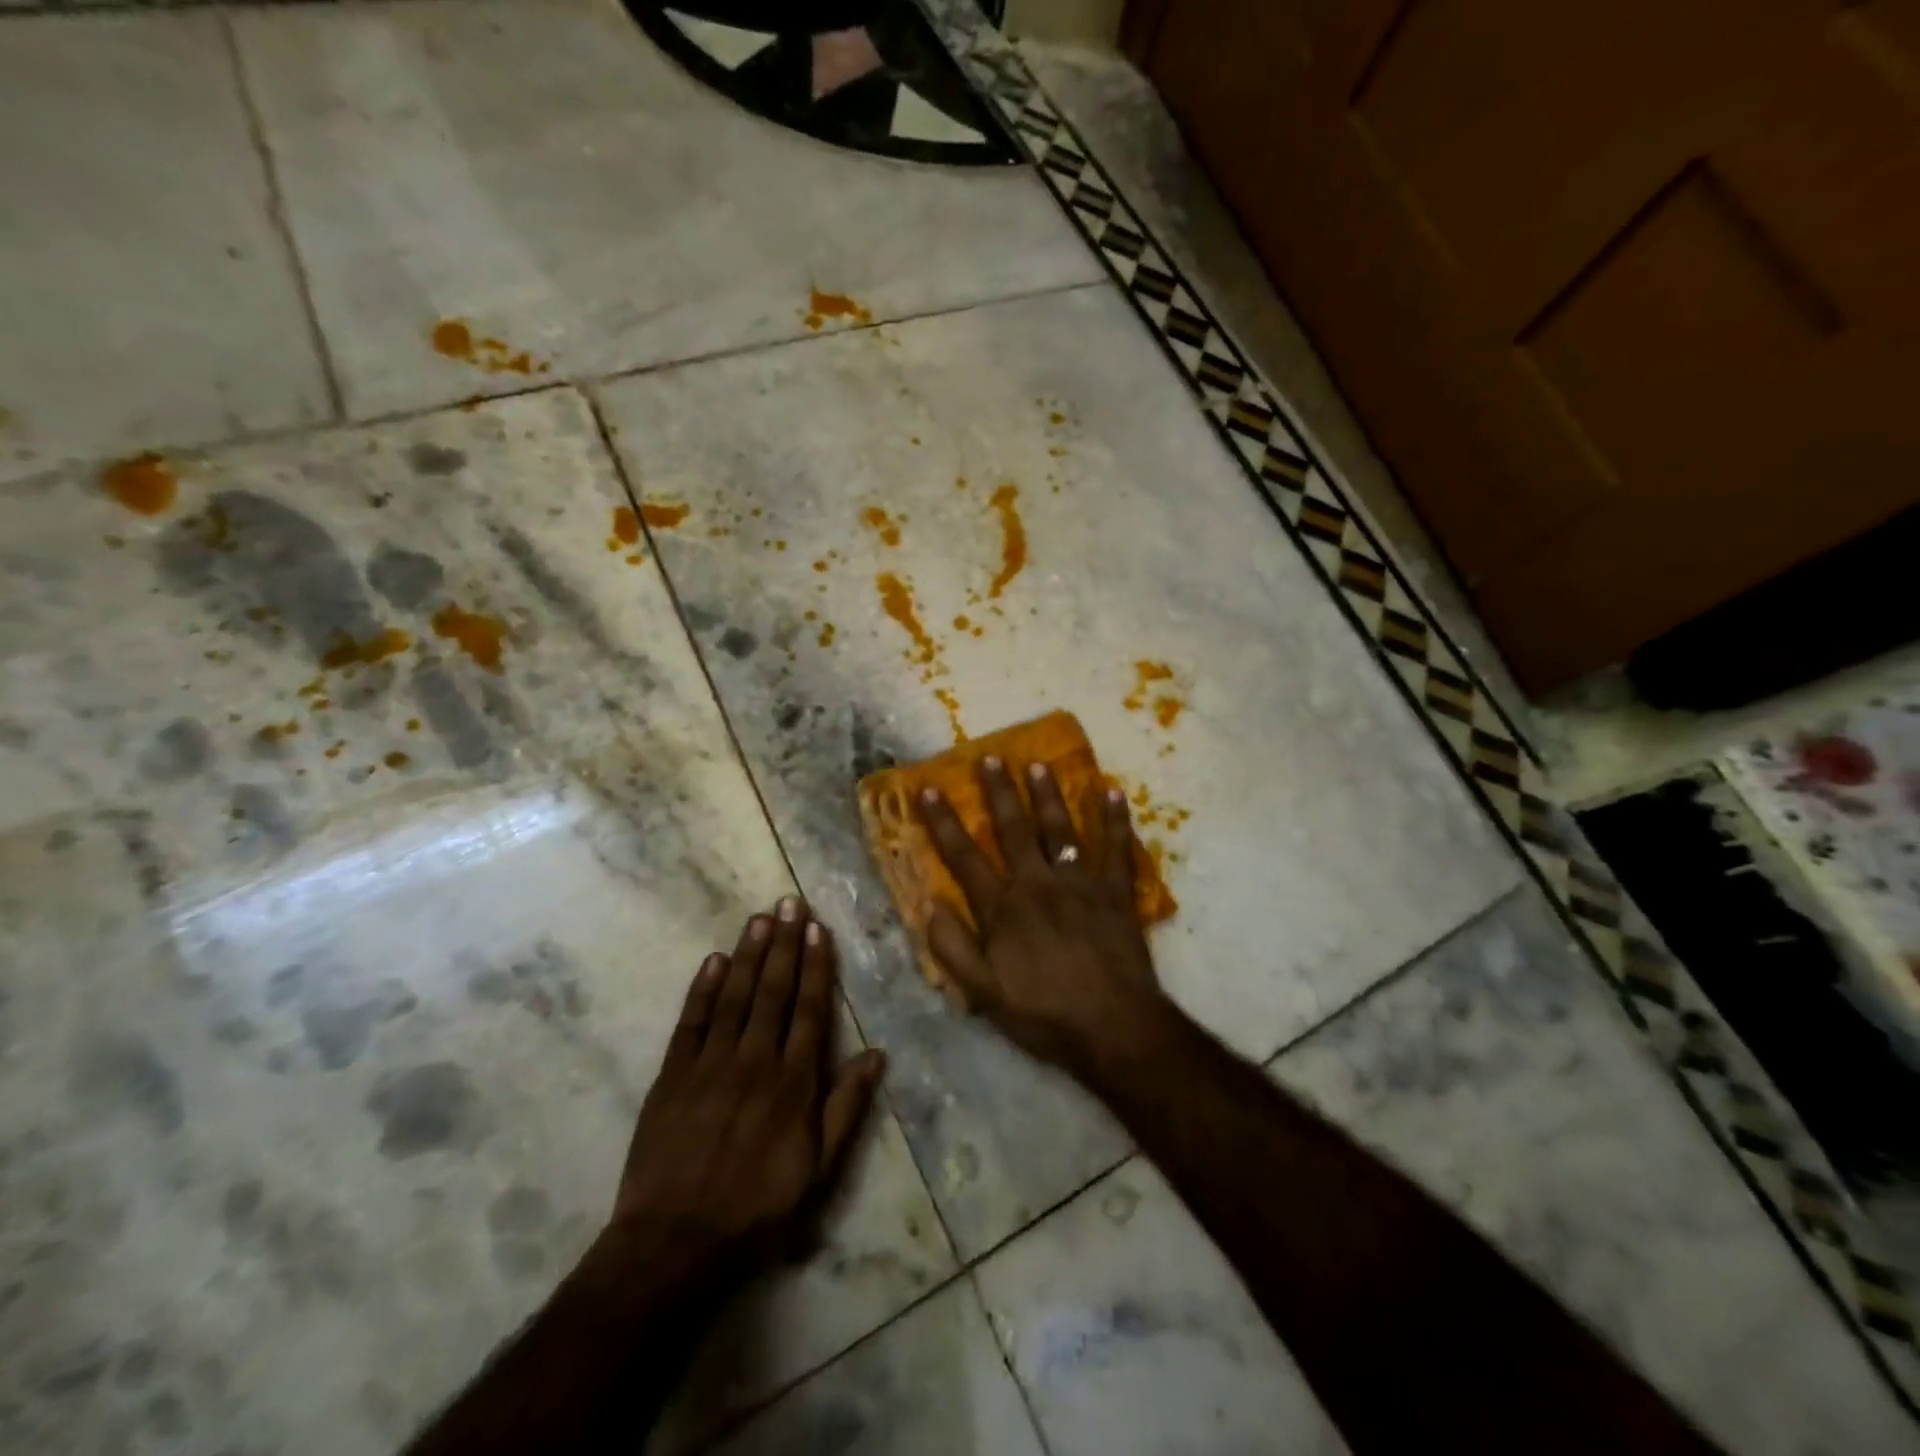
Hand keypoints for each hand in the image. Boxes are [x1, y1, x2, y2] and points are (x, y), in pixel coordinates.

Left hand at [596, 898, 885, 1299]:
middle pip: (773, 991)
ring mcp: (710, 1065)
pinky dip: (702, 989)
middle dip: (783, 944)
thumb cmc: (757, 1208)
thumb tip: (877, 1054)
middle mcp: (755, 1061)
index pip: (810, 1009)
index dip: (815, 966)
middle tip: (789, 902)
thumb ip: (847, 1107)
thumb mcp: (819, 1168)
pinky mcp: (672, 1076)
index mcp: (793, 1082)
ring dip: (748, 954)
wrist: (675, 1243)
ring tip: (759, 918)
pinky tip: (713, 960)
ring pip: (734, 996)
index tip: (817, 929)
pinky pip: (690, 1023)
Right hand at [919, 756, 1169, 1077]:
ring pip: (1060, 829)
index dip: (943, 822)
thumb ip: (953, 949)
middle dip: (999, 792)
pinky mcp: (1116, 892)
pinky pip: (1116, 848)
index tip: (929, 789)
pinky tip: (1111, 792)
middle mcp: (1038, 884)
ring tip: (1038, 764)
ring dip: (1048, 795)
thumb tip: (929, 905)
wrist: (1115, 1028)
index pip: (964, 857)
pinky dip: (1115, 820)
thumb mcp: (985, 995)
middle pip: (1013, 830)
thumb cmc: (1045, 1015)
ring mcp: (1080, 883)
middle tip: (990, 758)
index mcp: (1003, 909)